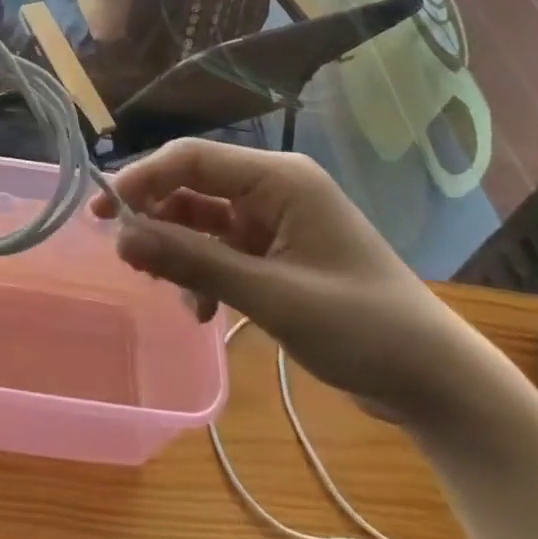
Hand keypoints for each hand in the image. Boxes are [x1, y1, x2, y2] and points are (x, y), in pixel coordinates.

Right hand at [94, 139, 481, 424]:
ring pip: (202, 219)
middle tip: (122, 251)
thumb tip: (122, 238)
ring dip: (178, 250)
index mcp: (279, 179)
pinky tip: (203, 311)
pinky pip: (220, 249)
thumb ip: (193, 261)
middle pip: (193, 185)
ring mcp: (274, 221)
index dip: (143, 178)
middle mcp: (273, 189)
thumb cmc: (359, 326)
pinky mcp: (275, 252)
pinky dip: (202, 273)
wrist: (432, 380)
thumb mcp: (270, 295)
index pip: (193, 158)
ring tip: (166, 287)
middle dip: (156, 216)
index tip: (105, 211)